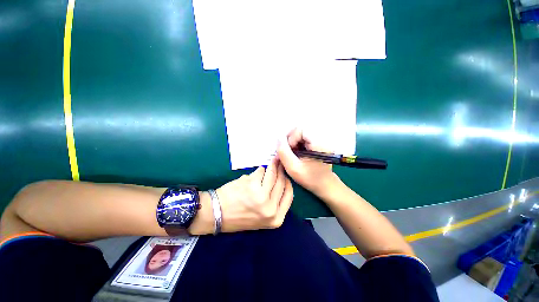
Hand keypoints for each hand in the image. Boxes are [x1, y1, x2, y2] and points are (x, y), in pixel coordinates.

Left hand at [216, 158, 293, 232]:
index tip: (285, 174)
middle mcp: (271, 208)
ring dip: (271, 167)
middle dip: (281, 170)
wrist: (217, 214)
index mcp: (276, 218)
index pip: (289, 195)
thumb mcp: (262, 217)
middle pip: (282, 183)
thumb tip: (281, 180)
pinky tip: (255, 174)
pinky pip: (260, 171)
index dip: (288, 182)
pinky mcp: (252, 184)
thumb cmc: (239, 216)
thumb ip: (274, 202)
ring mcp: (261, 196)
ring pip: (272, 175)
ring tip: (271, 162)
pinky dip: (259, 170)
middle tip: (279, 162)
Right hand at [277, 128, 339, 196]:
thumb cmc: (310, 178)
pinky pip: (304, 138)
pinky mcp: (318, 143)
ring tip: (292, 154)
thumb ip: (284, 152)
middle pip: (301, 130)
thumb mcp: (293, 168)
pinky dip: (297, 144)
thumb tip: (278, 138)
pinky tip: (297, 154)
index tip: (289, 150)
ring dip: (293, 143)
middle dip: (291, 140)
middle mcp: (322, 139)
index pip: (301, 129)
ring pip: (301, 134)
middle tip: (288, 152)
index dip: (291, 138)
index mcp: (319, 144)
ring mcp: (321, 140)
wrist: (325, 185)